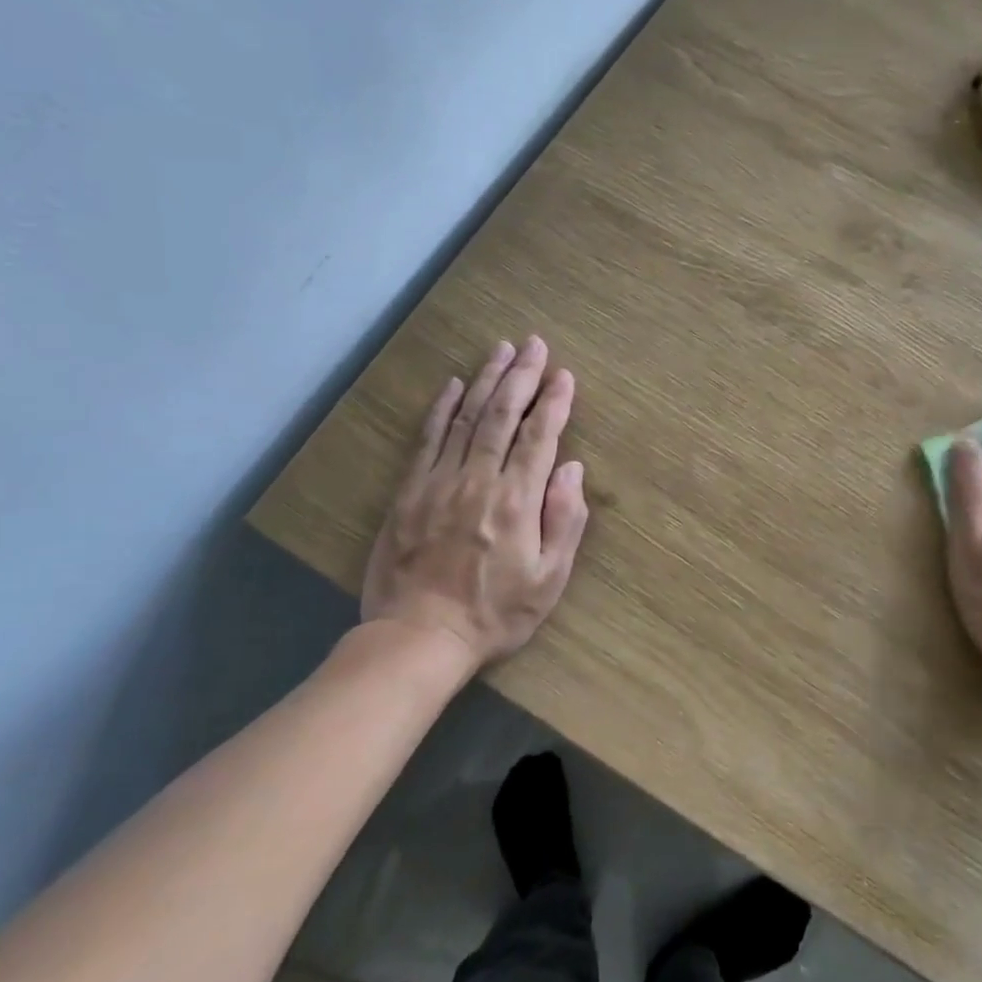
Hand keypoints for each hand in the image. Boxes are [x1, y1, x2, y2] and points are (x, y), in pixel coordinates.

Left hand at [358, 336, 589, 669]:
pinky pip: (428, 439)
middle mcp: (478, 479)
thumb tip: (571, 468)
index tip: (564, 375)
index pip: (540, 436)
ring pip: (467, 418)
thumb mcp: (549, 579)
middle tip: (534, 344)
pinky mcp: (410, 491)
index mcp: (517, 500)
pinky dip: (442, 409)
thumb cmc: (495, 613)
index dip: (554, 402)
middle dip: (522, 375)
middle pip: (503, 415)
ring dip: (486, 380)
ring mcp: (439, 481)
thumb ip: (565, 520)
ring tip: (501, 350)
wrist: (419, 637)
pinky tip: (454, 385)